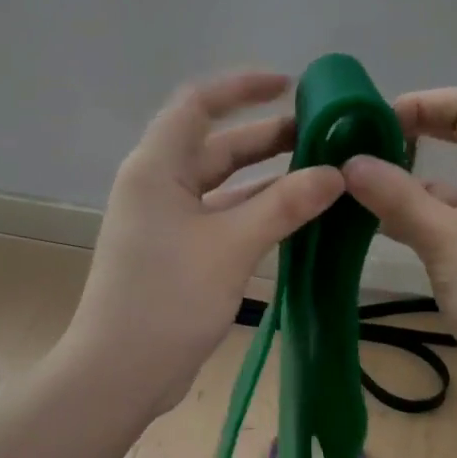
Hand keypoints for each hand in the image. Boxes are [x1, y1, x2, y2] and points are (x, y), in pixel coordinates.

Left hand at [64, 71, 344, 414]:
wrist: (121, 372)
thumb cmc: (168, 298)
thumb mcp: (232, 246)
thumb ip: (284, 205)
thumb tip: (335, 173)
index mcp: (157, 168)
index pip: (197, 104)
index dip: (242, 87)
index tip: (289, 85)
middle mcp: (158, 187)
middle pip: (215, 147)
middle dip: (266, 138)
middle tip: (322, 135)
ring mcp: (167, 224)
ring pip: (222, 188)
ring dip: (266, 180)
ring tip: (321, 173)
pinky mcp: (178, 257)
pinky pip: (221, 221)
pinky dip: (255, 215)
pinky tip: (296, 218)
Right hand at [341, 88, 456, 403]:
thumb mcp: (448, 240)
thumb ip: (398, 198)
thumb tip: (350, 163)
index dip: (418, 104)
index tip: (368, 124)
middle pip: (456, 143)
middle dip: (406, 143)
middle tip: (352, 155)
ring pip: (447, 190)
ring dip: (403, 188)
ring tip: (349, 195)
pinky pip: (448, 225)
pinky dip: (415, 222)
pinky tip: (377, 232)